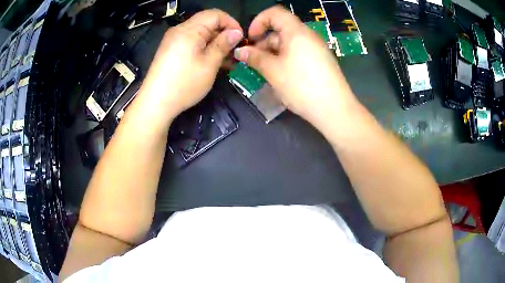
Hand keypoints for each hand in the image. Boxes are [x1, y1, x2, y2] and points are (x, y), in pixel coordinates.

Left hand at [140, 9, 242, 117]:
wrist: (155, 103)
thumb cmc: (184, 84)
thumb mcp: (209, 64)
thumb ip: (223, 44)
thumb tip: (236, 32)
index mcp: (189, 29)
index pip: (215, 14)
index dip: (231, 23)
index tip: (240, 38)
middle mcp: (180, 30)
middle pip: (207, 22)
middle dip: (223, 34)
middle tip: (234, 52)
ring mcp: (173, 40)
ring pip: (200, 33)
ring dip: (214, 42)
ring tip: (225, 60)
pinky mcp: (170, 49)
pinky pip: (190, 42)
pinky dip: (203, 48)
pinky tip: (210, 61)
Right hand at [233, 6, 356, 124]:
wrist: (334, 109)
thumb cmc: (301, 86)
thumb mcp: (273, 71)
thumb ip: (255, 57)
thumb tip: (240, 51)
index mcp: (296, 31)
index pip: (275, 13)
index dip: (259, 21)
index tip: (250, 39)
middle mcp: (308, 35)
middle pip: (281, 29)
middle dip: (263, 42)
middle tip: (254, 61)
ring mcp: (316, 48)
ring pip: (289, 43)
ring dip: (273, 52)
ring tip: (265, 71)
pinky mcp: (321, 61)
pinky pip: (299, 52)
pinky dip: (286, 58)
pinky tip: (281, 75)